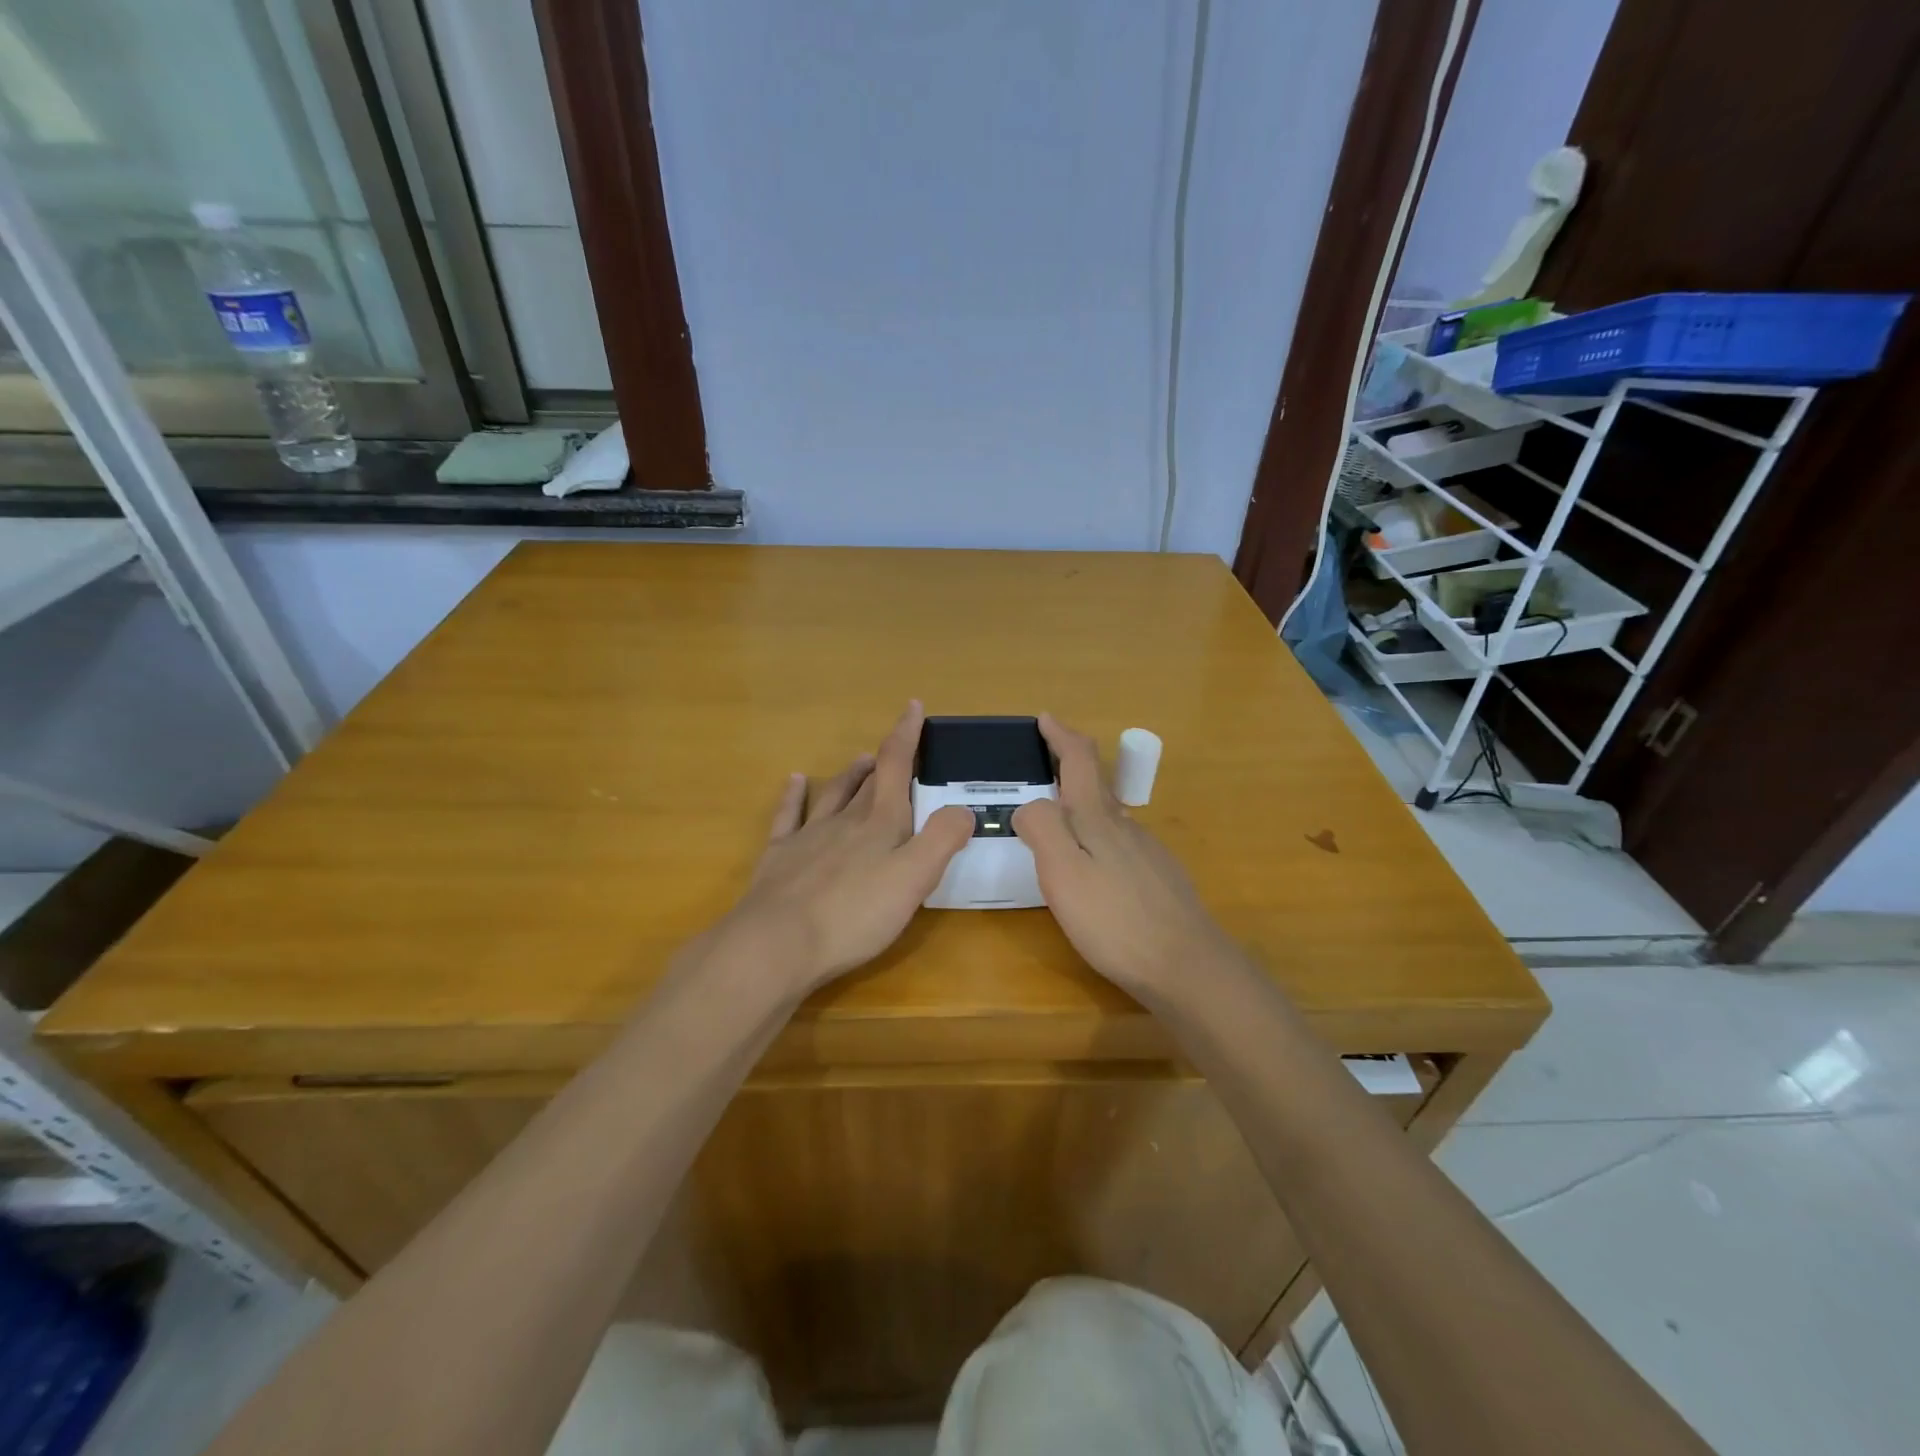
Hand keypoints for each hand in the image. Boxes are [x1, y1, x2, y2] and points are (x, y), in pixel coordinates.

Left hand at [706, 702, 974, 993]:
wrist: (777, 944)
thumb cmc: (854, 914)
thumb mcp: (914, 879)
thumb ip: (942, 839)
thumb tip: (963, 808)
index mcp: (880, 823)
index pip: (896, 766)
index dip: (906, 735)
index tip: (913, 706)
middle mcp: (845, 820)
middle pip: (869, 782)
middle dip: (885, 760)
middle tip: (895, 745)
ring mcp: (809, 837)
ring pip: (834, 795)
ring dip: (850, 775)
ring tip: (860, 759)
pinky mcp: (780, 858)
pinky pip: (789, 816)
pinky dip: (794, 795)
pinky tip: (795, 781)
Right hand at [1013, 714, 1239, 996]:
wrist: (1186, 966)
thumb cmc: (1114, 921)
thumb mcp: (1063, 874)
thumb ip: (1043, 829)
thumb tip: (1030, 804)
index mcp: (1098, 819)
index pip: (1079, 761)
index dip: (1061, 736)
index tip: (1045, 719)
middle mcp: (1126, 827)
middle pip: (1096, 784)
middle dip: (1070, 765)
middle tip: (1044, 763)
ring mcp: (1147, 852)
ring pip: (1110, 815)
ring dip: (1083, 803)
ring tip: (1060, 814)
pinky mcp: (1159, 878)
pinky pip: (1121, 843)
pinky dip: (1099, 836)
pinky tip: (1095, 863)